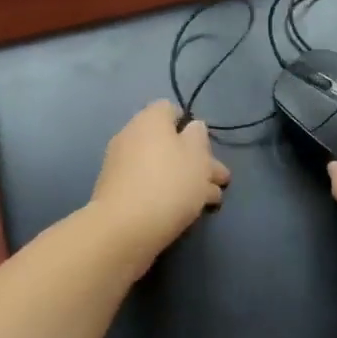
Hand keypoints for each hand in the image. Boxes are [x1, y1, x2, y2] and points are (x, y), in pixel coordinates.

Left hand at [89, 101, 230, 269]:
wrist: (124, 228)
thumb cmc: (169, 183)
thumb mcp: (197, 155)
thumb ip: (198, 137)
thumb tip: (192, 128)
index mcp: (149, 120)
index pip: (170, 109)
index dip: (191, 124)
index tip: (206, 146)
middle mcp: (131, 136)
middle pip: (169, 141)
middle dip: (196, 159)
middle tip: (219, 179)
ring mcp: (121, 165)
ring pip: (162, 166)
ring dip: (187, 179)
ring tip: (212, 200)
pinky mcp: (117, 192)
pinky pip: (149, 184)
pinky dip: (167, 192)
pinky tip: (189, 209)